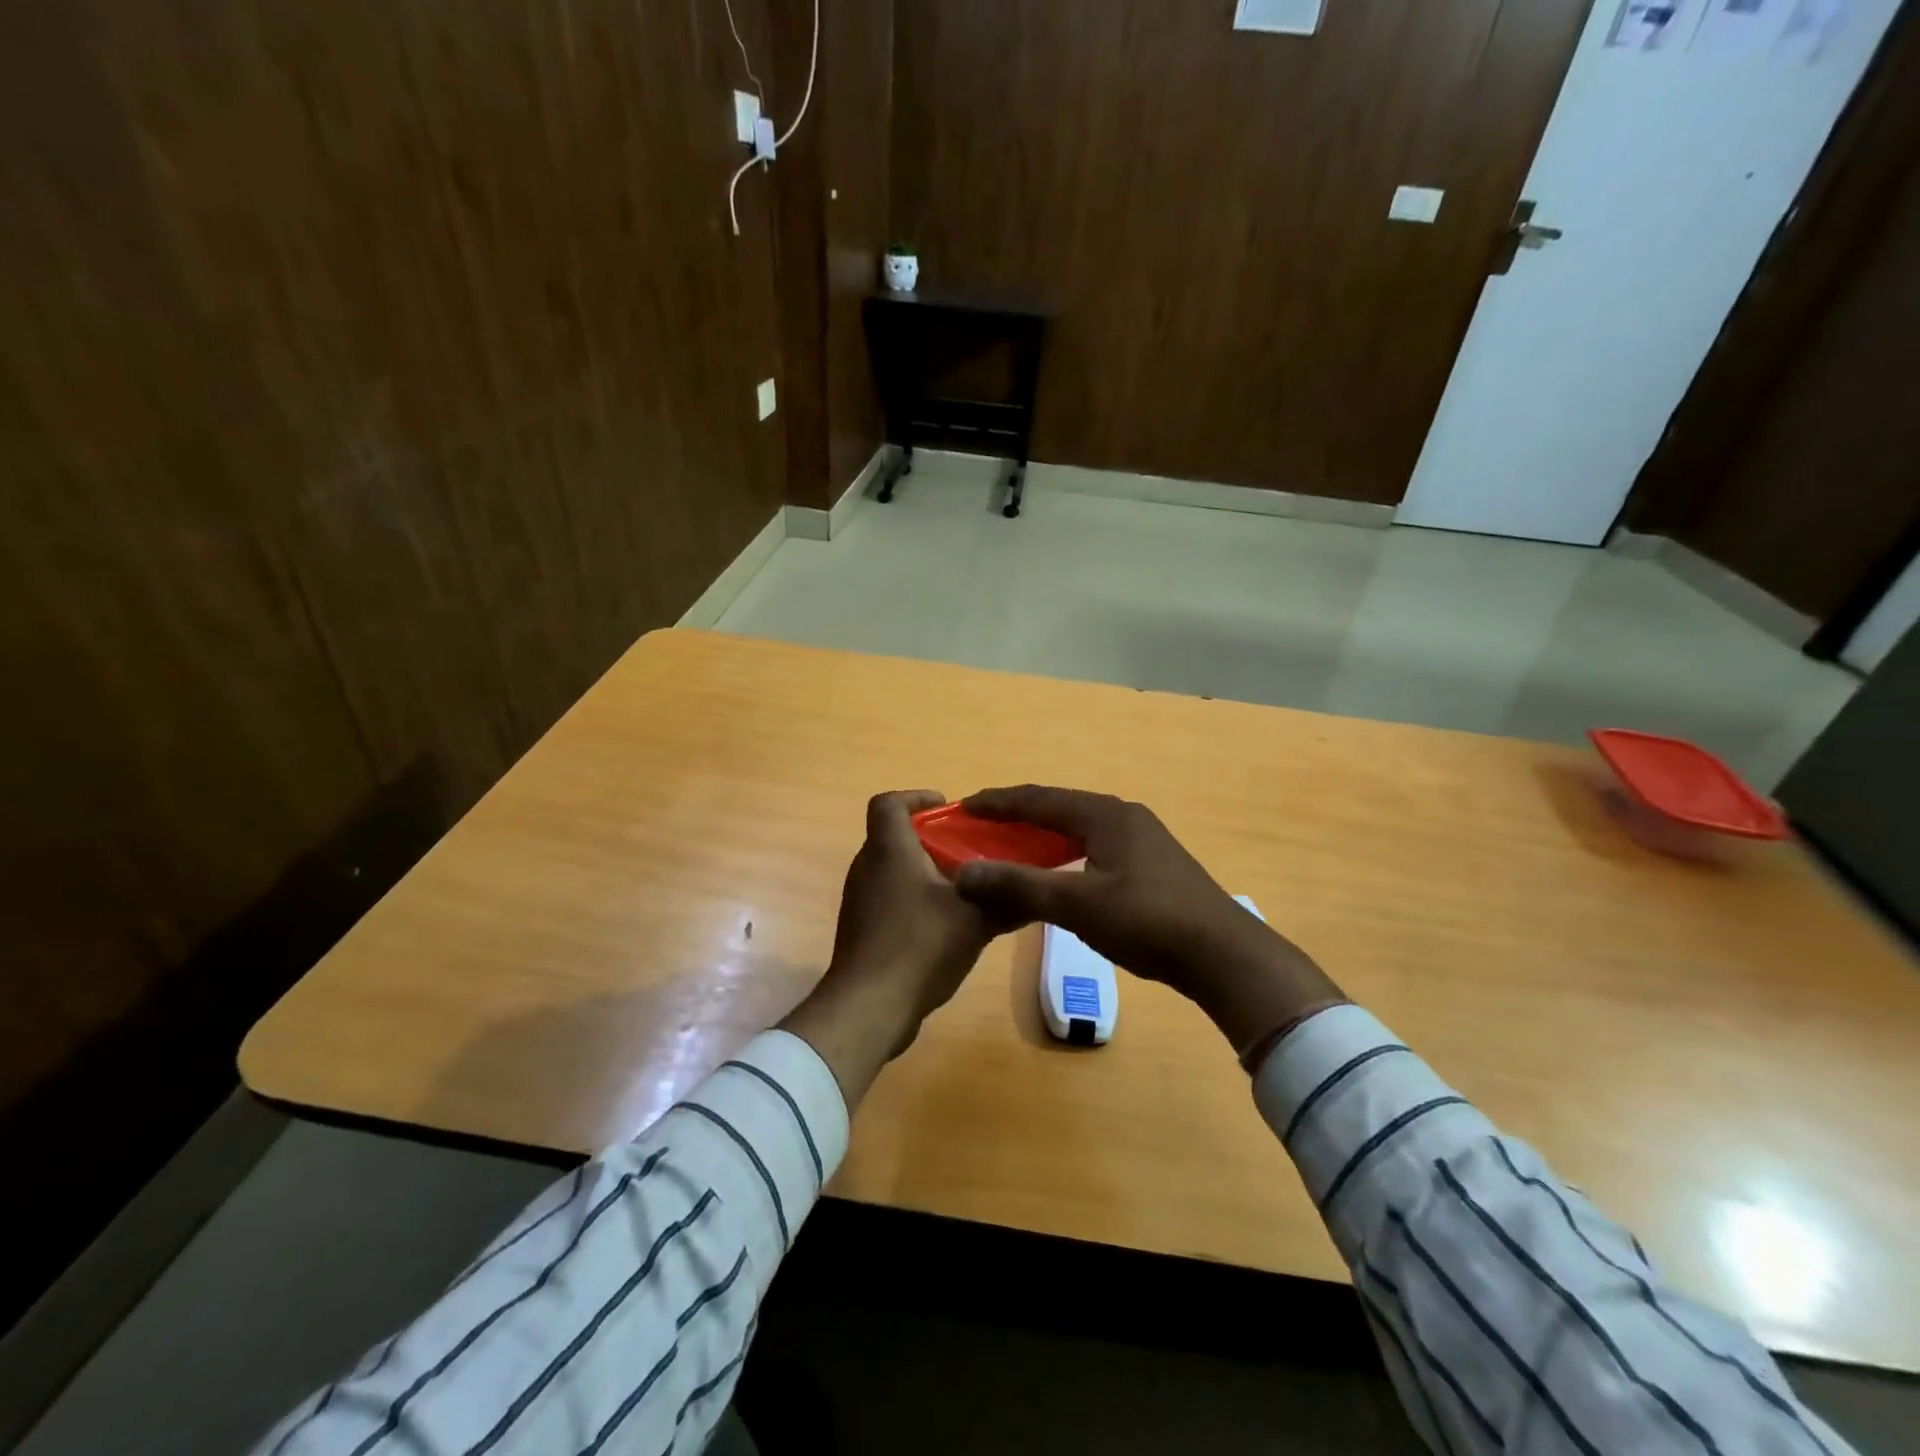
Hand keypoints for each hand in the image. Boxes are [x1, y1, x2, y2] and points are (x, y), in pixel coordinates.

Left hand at [780, 790, 997, 1105]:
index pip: (889, 803)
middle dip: (930, 839)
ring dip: (923, 871)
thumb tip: (1036, 893)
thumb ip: (1006, 901)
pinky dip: (913, 899)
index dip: (916, 797)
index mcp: (889, 850)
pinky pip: (887, 898)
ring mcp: (859, 900)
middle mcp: (867, 867)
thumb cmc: (920, 947)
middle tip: (968, 851)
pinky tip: (944, 926)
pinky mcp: (860, 929)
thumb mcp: (975, 921)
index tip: (946, 809)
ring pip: (891, 870)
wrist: (868, 1007)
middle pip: (893, 836)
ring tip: (963, 888)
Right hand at [952, 786, 1345, 1056]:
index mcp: (1105, 814)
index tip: (962, 805)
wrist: (1224, 955)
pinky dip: (1064, 852)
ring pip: (1078, 827)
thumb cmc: (1147, 922)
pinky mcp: (1151, 863)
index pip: (1039, 798)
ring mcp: (1141, 838)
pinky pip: (1093, 845)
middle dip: (1017, 815)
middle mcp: (1123, 816)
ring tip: (1010, 847)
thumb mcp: (1077, 904)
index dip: (998, 802)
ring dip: (1041, 835)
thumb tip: (964, 874)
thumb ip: (1019, 885)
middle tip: (980, 827)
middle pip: (1058, 807)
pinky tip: (1055, 871)